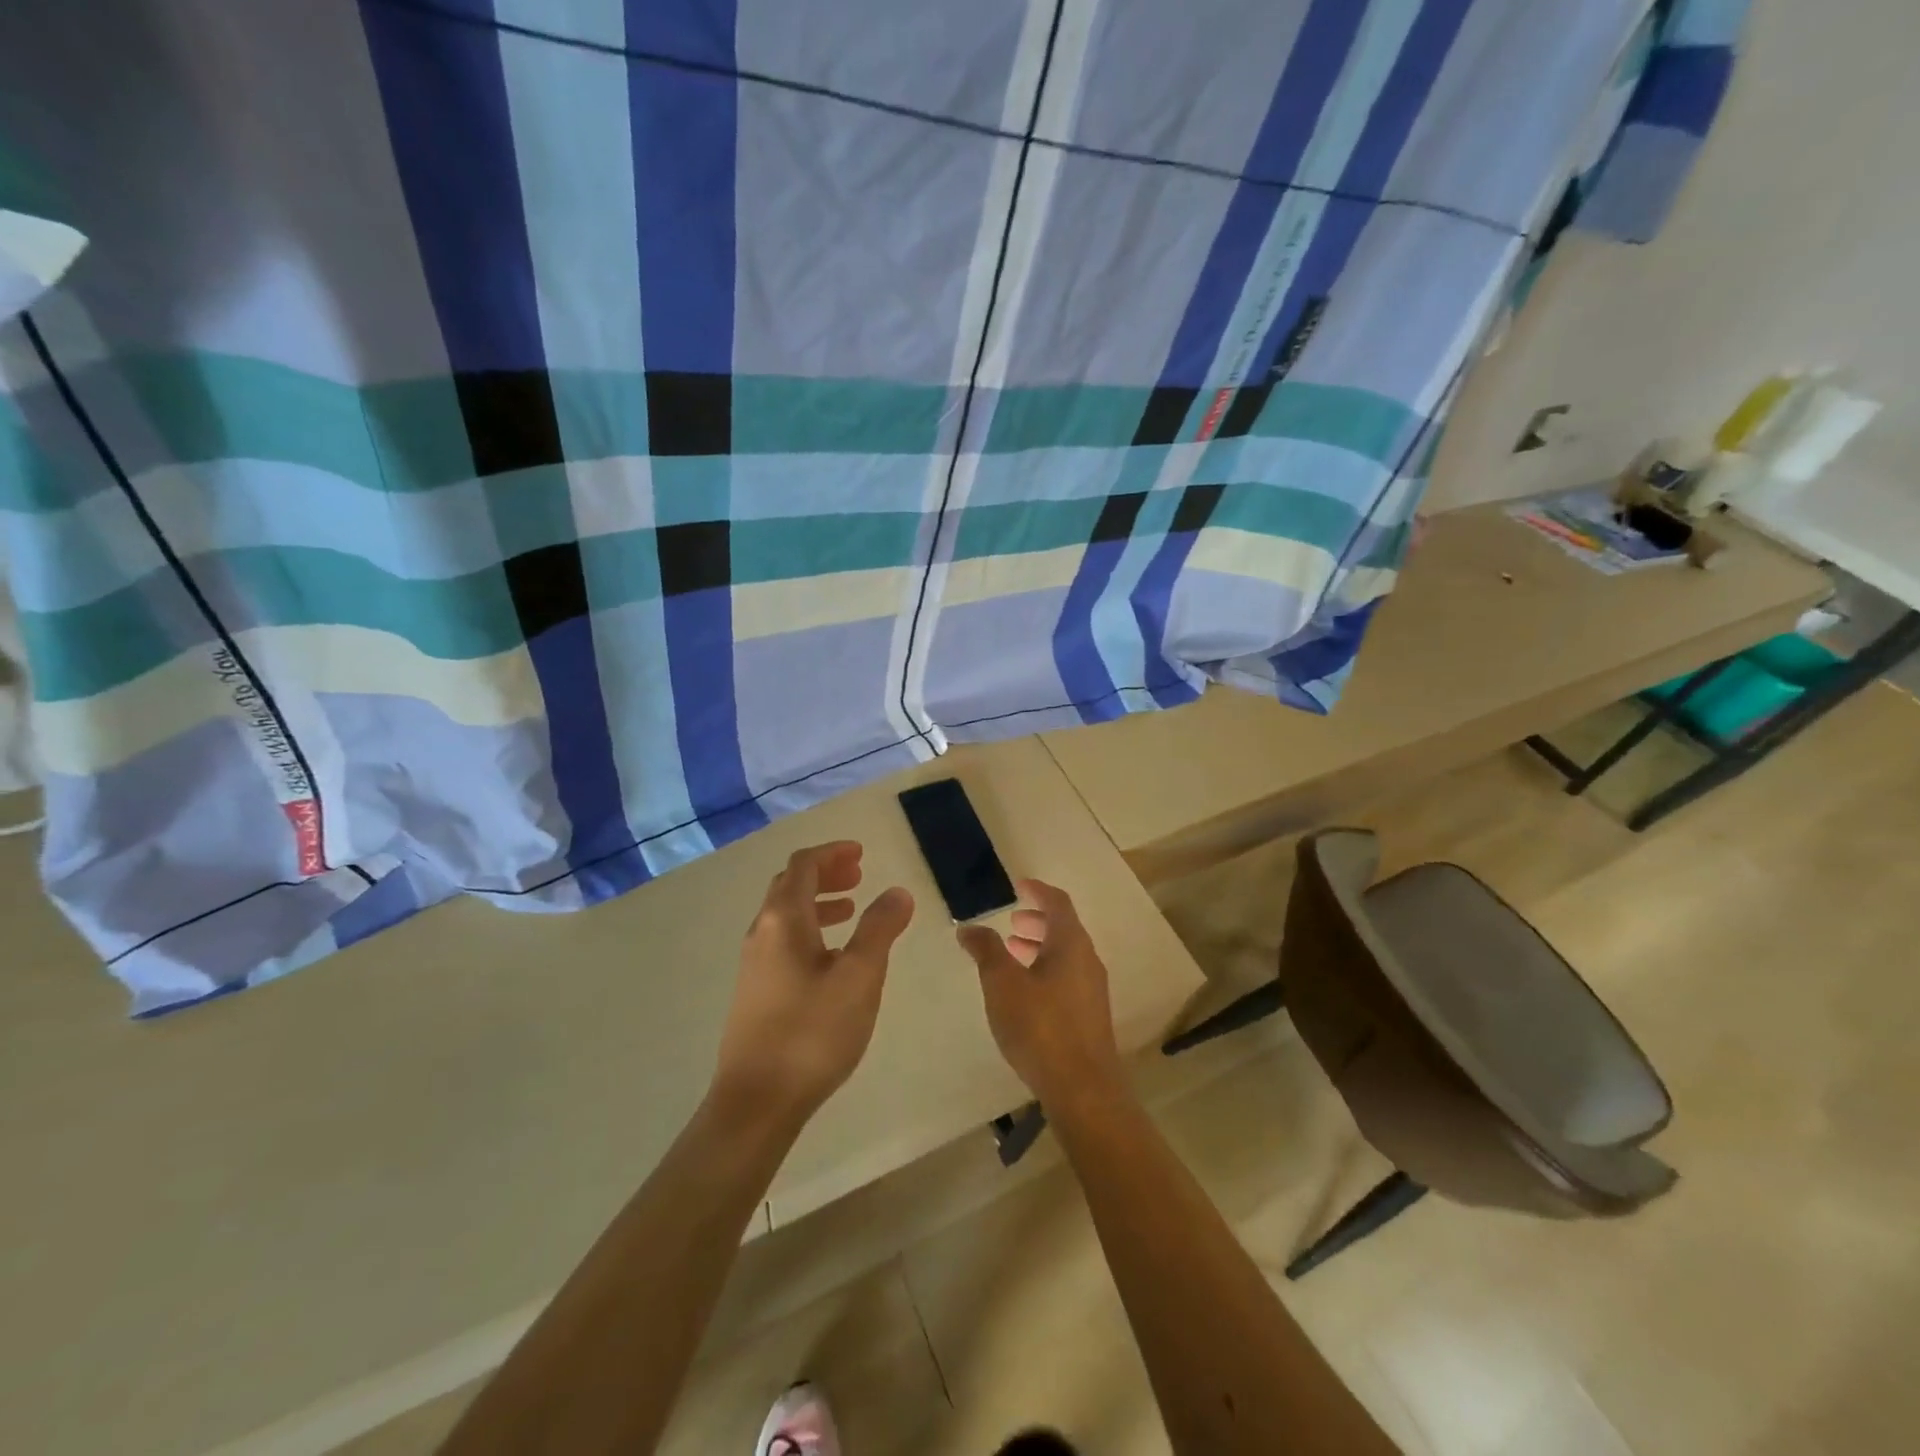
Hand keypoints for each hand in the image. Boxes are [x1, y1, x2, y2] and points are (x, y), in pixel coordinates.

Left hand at [711, 841, 913, 1130]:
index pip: (803, 865)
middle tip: (859, 875)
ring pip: (786, 915)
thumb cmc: (812, 1032)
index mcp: (784, 920)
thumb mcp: (860, 977)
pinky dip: (811, 930)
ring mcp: (754, 963)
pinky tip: (833, 958)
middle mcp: (762, 932)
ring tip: (852, 910)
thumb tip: (897, 891)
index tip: (861, 853)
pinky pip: (784, 941)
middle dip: (825, 874)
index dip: (832, 853)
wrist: (757, 1101)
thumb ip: (880, 928)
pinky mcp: (755, 991)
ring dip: (819, 902)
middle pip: (790, 885)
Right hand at [956, 879, 1127, 1113]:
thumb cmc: (1040, 1027)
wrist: (1082, 1088)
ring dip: (1039, 947)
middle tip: (1012, 921)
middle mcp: (1087, 960)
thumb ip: (986, 950)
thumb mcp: (1003, 984)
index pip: (1058, 903)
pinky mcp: (1089, 1015)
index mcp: (1071, 944)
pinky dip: (1045, 969)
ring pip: (1065, 955)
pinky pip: (1067, 977)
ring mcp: (1092, 989)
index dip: (1038, 890)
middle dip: (1037, 920)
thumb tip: (969, 927)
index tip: (1020, 884)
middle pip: (1064, 928)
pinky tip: (1024, 991)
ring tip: (1011, 952)